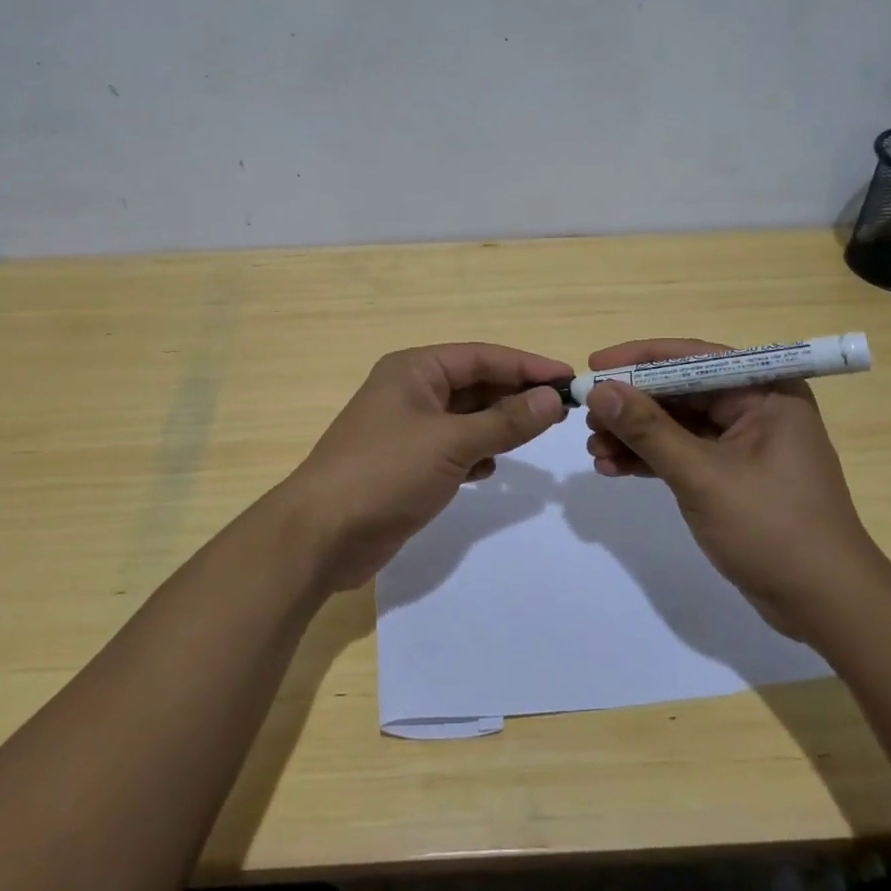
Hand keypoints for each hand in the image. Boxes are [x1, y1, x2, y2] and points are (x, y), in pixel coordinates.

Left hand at [279, 343, 570, 590]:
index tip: (569, 378)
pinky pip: (453, 448)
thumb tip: (552, 398)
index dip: (527, 365)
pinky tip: (491, 469)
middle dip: (515, 396)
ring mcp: (406, 429)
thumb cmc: (385, 472)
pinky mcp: (406, 464)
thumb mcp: (451, 442)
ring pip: (466, 418)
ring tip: (536, 436)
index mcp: (415, 369)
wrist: (321, 534)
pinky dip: (475, 453)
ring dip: (498, 426)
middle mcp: (410, 391)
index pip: (482, 356)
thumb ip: (505, 421)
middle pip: (475, 384)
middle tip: (562, 411)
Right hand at [583, 338, 890, 642]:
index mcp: (766, 391)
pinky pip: (682, 453)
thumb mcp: (703, 476)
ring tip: (593, 449)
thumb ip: (648, 430)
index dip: (639, 360)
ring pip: (676, 424)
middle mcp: (756, 407)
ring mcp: (744, 443)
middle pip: (680, 391)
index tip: (593, 367)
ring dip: (634, 435)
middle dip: (631, 405)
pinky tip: (611, 468)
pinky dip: (649, 459)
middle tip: (586, 416)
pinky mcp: (732, 474)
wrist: (826, 607)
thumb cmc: (773, 530)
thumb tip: (599, 391)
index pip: (693, 358)